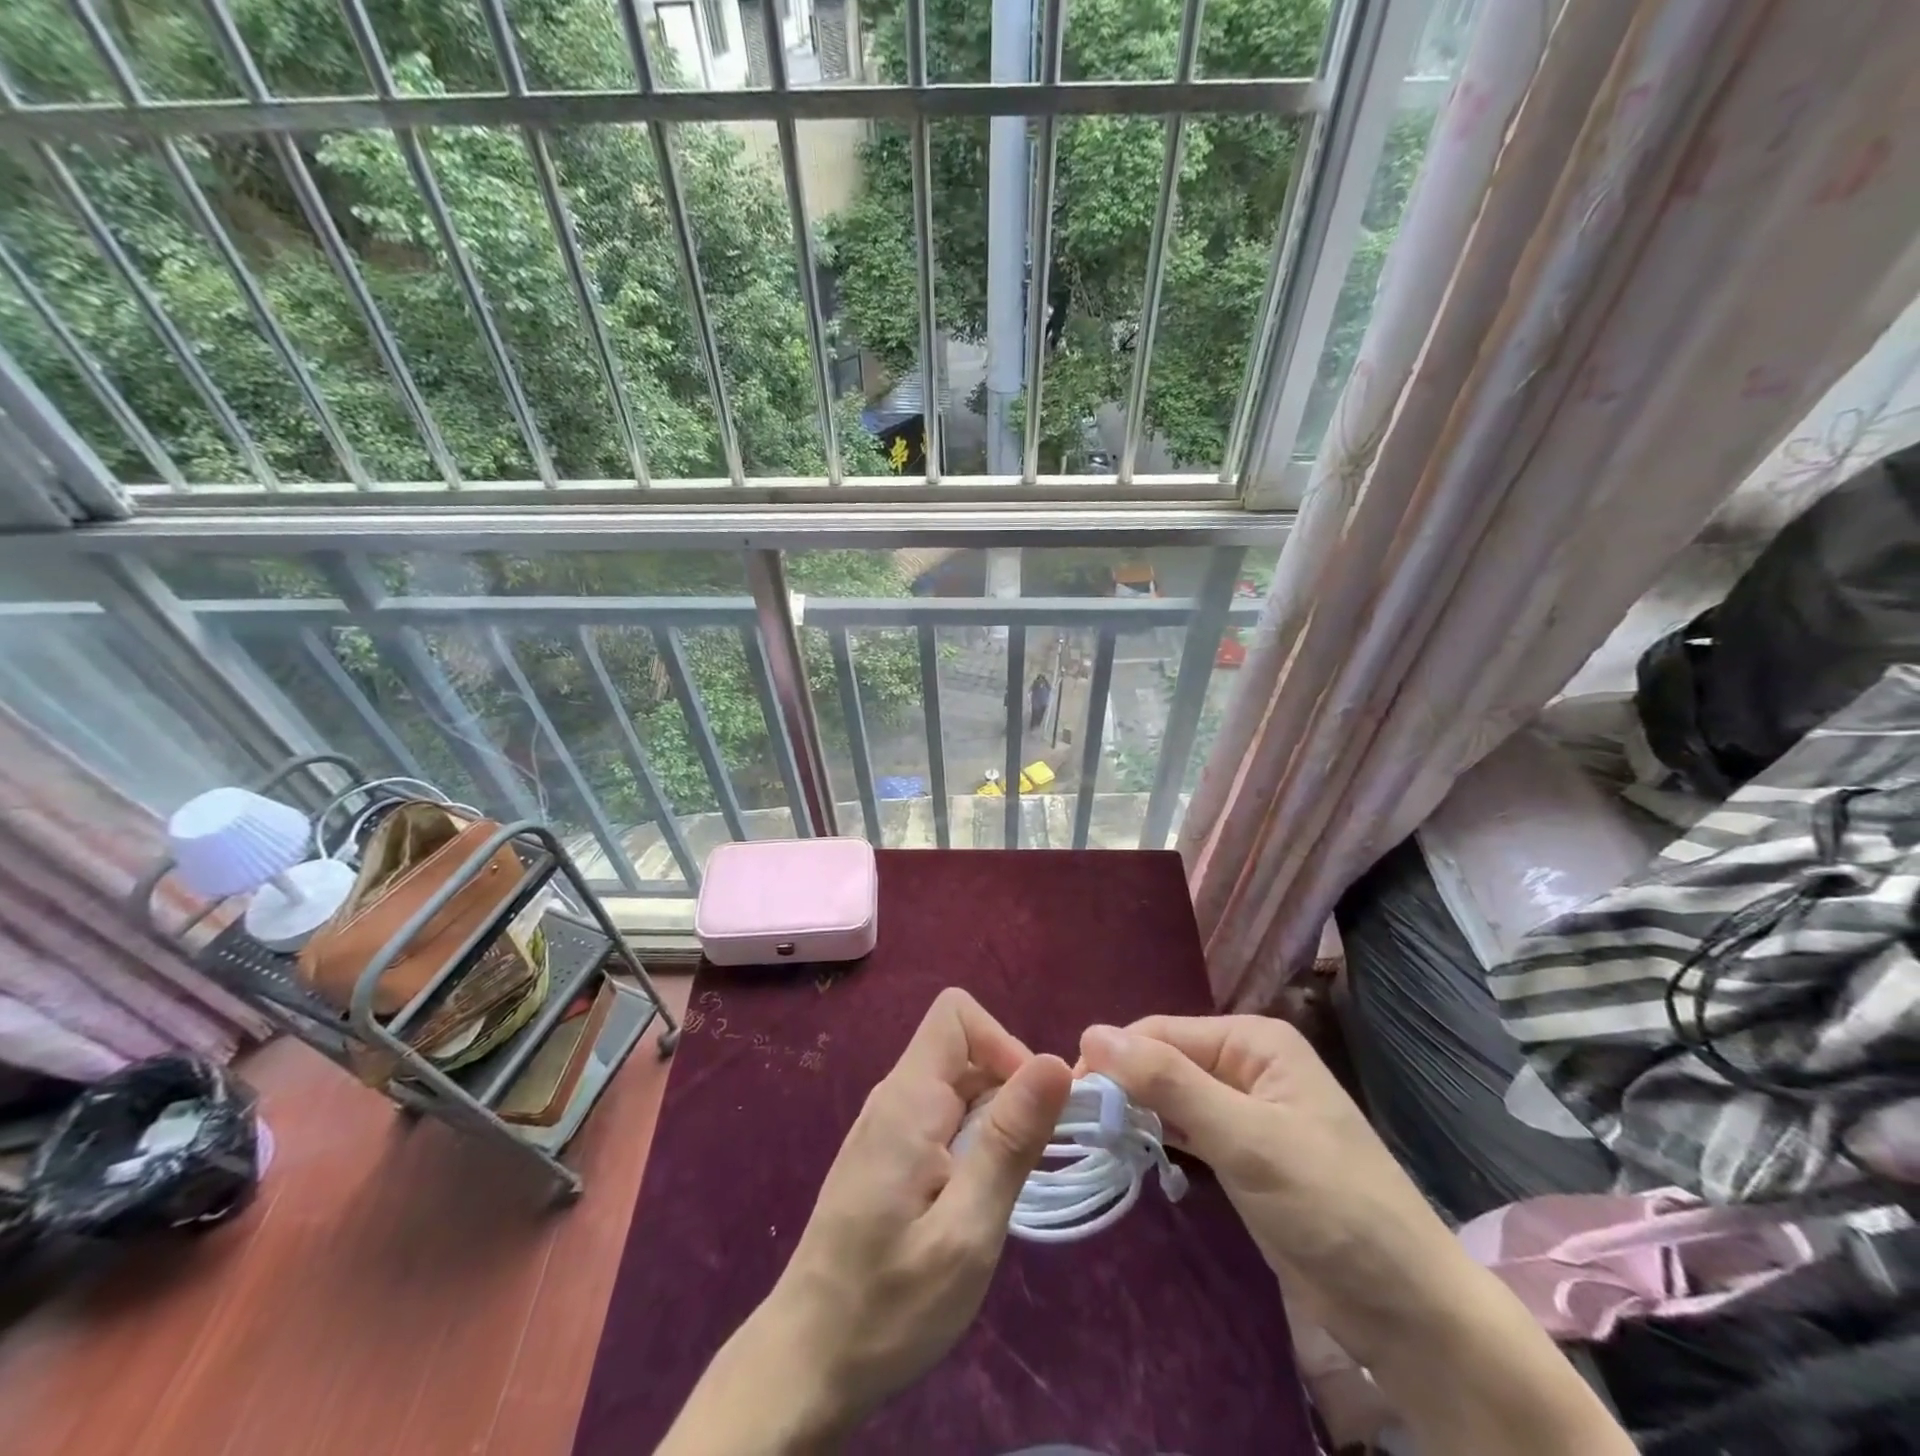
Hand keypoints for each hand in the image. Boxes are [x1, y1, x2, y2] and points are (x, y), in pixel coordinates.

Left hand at [660, 989, 1071, 1452]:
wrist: (806, 1364)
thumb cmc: (889, 1305)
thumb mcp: (967, 1230)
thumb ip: (1009, 1140)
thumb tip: (1055, 1061)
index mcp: (908, 1099)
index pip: (957, 1014)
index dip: (1003, 1044)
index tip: (1029, 1110)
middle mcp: (893, 1096)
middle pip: (962, 1047)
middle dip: (1007, 1086)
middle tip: (1023, 1161)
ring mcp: (886, 1125)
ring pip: (955, 1084)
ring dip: (993, 1118)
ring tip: (999, 1188)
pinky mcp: (886, 1154)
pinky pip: (940, 1116)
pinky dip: (971, 1140)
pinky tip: (972, 1198)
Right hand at [1078, 1015, 1449, 1365]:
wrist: (1409, 1313)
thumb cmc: (1330, 1207)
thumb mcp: (1245, 1138)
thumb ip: (1168, 1082)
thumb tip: (1092, 1032)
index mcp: (1254, 1041)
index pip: (1162, 1032)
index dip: (1114, 1058)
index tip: (1067, 1097)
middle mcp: (1247, 1064)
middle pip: (1165, 1060)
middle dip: (1123, 1086)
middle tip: (1076, 1125)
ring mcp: (1246, 1110)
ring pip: (1172, 1095)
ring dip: (1136, 1112)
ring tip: (1091, 1138)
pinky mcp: (1244, 1154)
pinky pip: (1187, 1128)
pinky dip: (1159, 1137)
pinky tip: (1130, 1152)